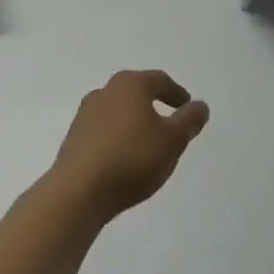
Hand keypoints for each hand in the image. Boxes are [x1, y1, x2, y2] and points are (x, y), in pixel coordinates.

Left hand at [51, 69, 210, 220]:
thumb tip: (200, 106)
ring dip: (134, 123)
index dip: (177, 94)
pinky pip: (103, 131)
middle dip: (154, 106)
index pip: (160, 81)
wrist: (78, 192)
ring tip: (147, 145)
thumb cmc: (132, 158)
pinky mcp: (73, 138)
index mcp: (131, 84)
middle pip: (136, 93)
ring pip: (118, 112)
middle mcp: (105, 91)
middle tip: (170, 124)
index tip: (188, 109)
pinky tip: (124, 158)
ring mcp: (85, 114)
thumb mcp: (173, 140)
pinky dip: (117, 138)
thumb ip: (189, 121)